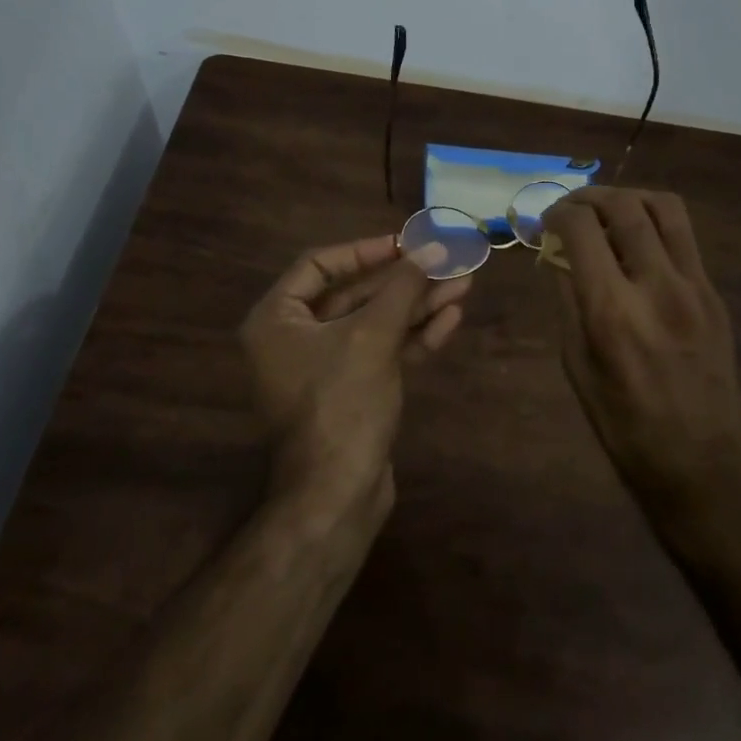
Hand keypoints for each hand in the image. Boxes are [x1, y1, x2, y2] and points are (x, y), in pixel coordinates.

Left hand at [239, 234, 470, 518]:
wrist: (337, 495)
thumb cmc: (341, 403)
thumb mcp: (372, 336)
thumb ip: (402, 288)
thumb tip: (433, 248)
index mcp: (277, 319)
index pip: (319, 264)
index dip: (365, 251)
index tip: (406, 244)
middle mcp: (295, 338)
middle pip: (354, 294)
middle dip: (404, 280)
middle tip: (447, 262)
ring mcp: (324, 367)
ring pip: (374, 323)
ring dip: (417, 306)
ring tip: (463, 285)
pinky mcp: (352, 391)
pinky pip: (382, 351)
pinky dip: (413, 337)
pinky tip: (450, 320)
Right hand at [542, 187, 740, 512]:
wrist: (697, 462)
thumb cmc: (621, 423)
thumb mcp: (576, 363)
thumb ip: (569, 299)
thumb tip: (561, 252)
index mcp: (611, 311)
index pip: (581, 229)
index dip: (558, 213)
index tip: (548, 220)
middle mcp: (656, 287)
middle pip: (624, 206)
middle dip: (590, 196)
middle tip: (573, 208)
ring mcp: (694, 287)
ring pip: (665, 208)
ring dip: (630, 197)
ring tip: (610, 211)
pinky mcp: (715, 294)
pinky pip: (684, 237)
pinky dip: (655, 224)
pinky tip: (639, 243)